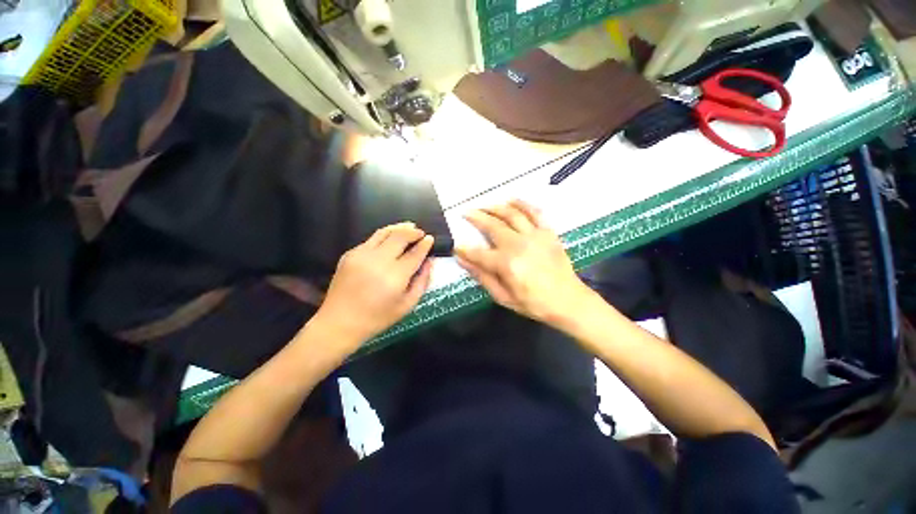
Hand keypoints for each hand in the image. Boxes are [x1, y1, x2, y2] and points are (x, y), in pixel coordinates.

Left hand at [315, 222, 433, 347]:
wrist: (339, 322)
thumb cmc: (377, 318)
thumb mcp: (407, 305)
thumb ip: (422, 282)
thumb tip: (429, 262)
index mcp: (395, 276)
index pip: (415, 253)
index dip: (425, 244)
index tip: (430, 239)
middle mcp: (378, 260)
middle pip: (400, 236)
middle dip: (413, 232)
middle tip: (420, 233)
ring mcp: (362, 255)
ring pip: (385, 232)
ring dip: (399, 228)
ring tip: (409, 227)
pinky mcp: (350, 254)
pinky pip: (372, 239)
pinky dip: (385, 236)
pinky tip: (390, 240)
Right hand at [454, 200, 592, 326]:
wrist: (568, 300)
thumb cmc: (533, 303)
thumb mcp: (503, 297)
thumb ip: (482, 277)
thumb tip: (462, 260)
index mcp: (506, 263)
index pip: (478, 252)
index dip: (464, 249)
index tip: (456, 245)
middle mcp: (518, 244)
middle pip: (492, 226)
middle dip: (476, 217)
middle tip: (466, 213)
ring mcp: (535, 236)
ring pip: (511, 214)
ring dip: (495, 207)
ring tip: (485, 205)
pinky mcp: (548, 232)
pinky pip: (535, 212)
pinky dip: (522, 204)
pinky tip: (512, 200)